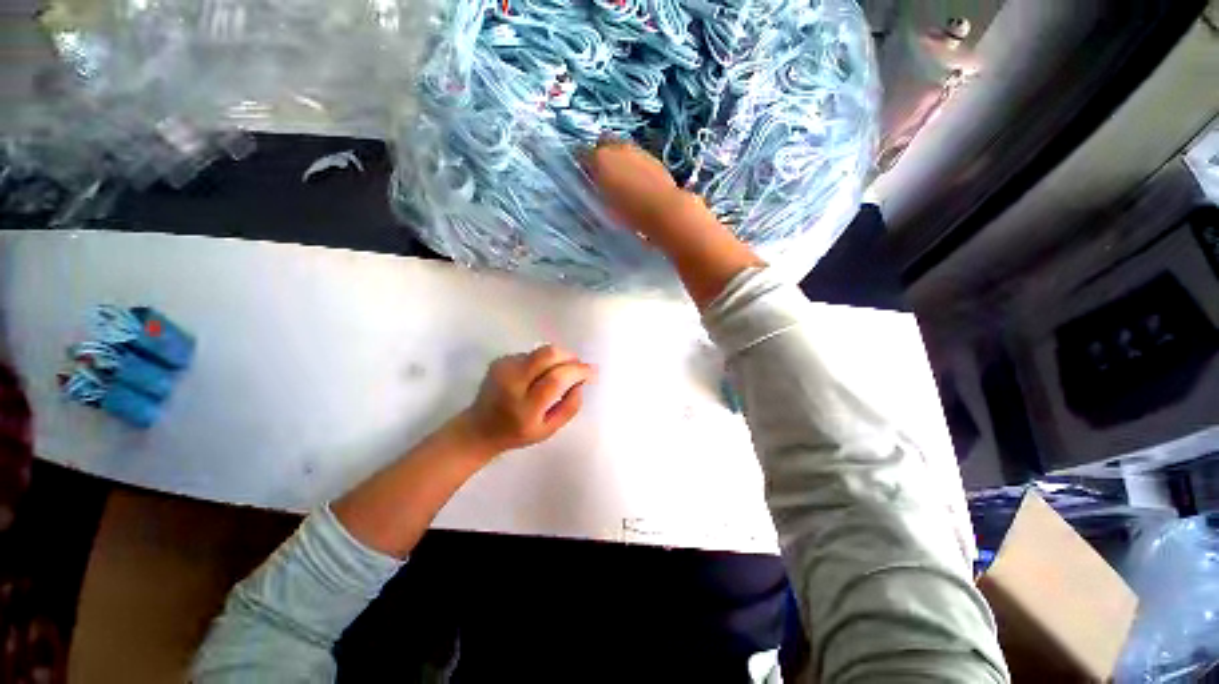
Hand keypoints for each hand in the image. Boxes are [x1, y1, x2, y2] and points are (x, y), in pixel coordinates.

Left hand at [460, 345, 594, 455]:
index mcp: (525, 407)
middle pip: (547, 355)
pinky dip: (542, 362)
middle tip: (578, 366)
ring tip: (556, 375)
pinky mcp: (500, 360)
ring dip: (556, 359)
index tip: (592, 371)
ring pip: (541, 352)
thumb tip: (581, 381)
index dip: (578, 371)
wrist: (479, 428)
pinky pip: (531, 354)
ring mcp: (504, 368)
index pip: (556, 379)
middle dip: (569, 356)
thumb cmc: (518, 433)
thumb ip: (570, 407)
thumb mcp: (549, 430)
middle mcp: (512, 383)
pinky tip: (537, 376)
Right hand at [582, 140, 687, 242]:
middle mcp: (618, 147)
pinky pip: (637, 158)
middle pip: (603, 142)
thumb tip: (593, 183)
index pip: (581, 153)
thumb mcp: (605, 204)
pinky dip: (634, 166)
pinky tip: (637, 184)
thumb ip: (597, 189)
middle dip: (600, 153)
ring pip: (622, 148)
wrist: (664, 210)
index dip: (582, 164)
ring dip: (619, 159)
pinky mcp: (654, 159)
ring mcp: (638, 151)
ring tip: (621, 181)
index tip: (584, 177)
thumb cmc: (629, 211)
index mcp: (600, 158)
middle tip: (602, 174)